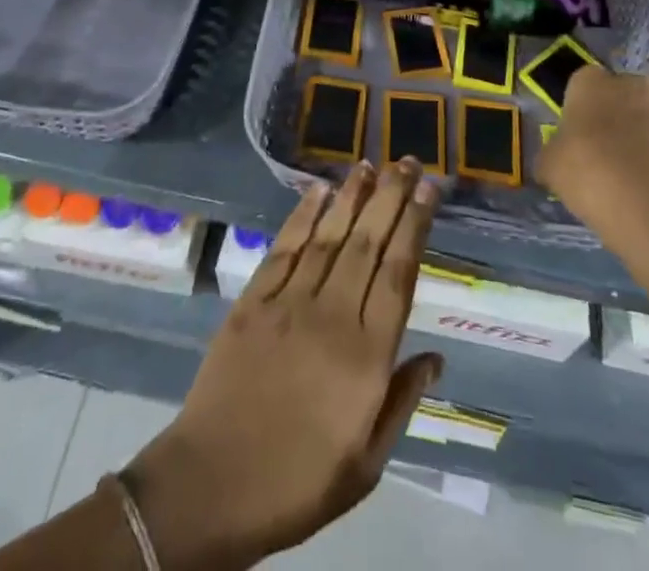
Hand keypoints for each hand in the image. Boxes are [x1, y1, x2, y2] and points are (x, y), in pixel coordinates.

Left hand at [124, 163, 442, 569]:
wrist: (211, 486)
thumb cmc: (298, 483)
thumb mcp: (366, 464)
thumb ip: (401, 401)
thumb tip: (437, 356)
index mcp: (366, 357)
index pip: (398, 274)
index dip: (415, 225)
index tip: (429, 190)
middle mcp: (332, 316)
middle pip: (368, 243)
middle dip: (391, 197)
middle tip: (407, 161)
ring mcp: (289, 302)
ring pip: (329, 235)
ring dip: (352, 195)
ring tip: (369, 164)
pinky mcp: (253, 300)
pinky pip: (285, 247)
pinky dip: (303, 214)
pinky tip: (318, 190)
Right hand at [535, 66, 648, 245]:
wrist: (646, 200)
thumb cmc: (586, 169)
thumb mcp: (550, 164)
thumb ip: (554, 152)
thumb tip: (556, 158)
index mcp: (591, 81)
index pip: (583, 82)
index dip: (581, 107)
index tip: (578, 133)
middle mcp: (632, 84)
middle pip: (621, 95)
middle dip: (617, 116)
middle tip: (606, 151)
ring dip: (644, 135)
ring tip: (634, 174)